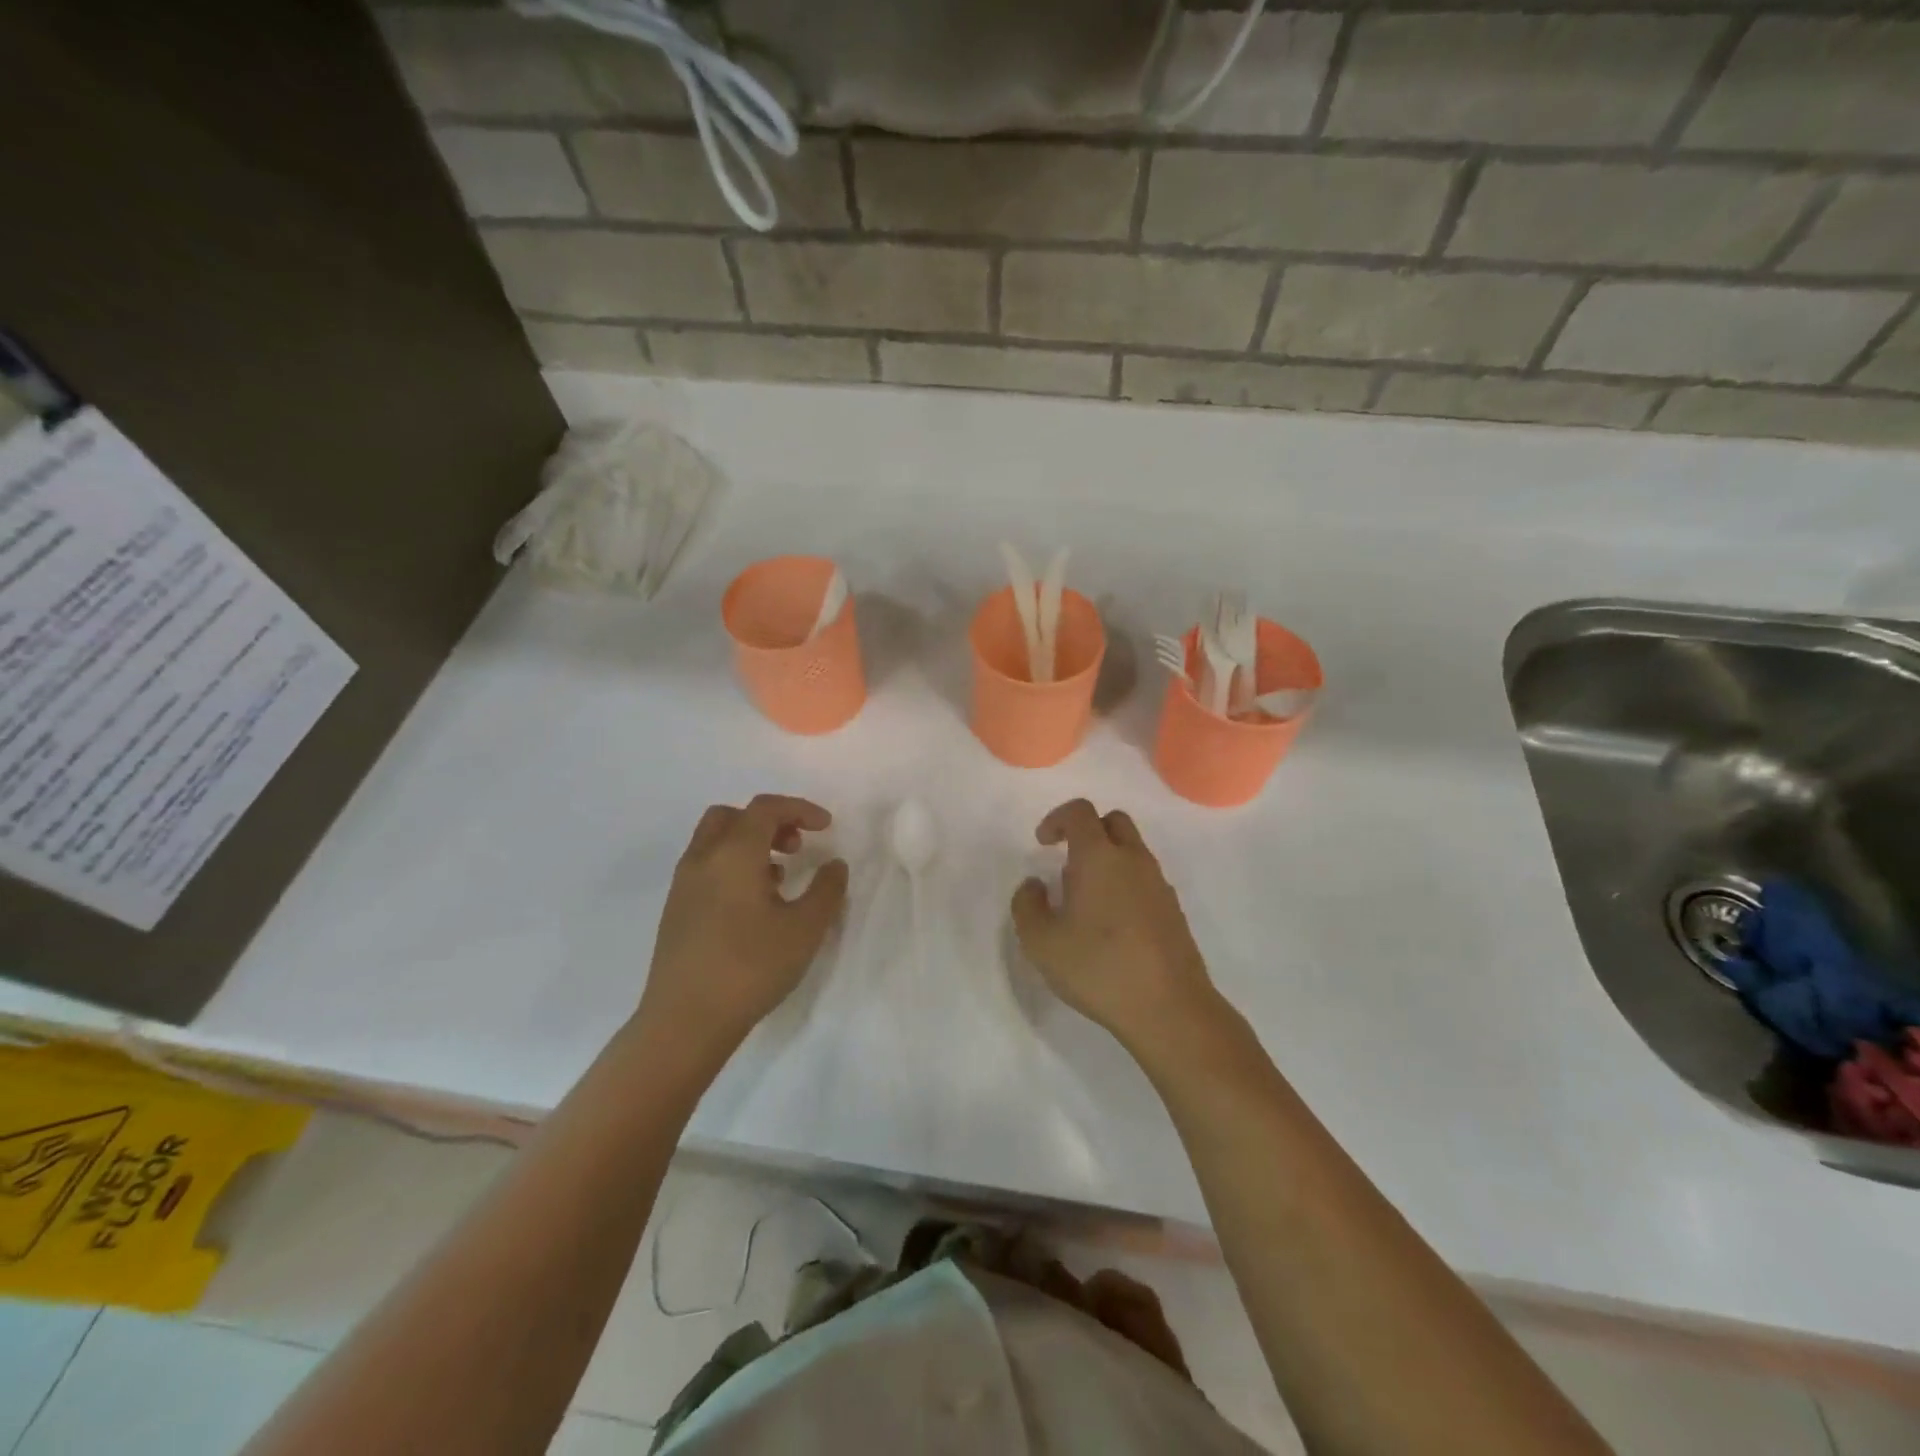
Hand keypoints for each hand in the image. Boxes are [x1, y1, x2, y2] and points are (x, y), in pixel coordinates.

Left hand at [637, 795, 849, 1056]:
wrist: (684, 1021)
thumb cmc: (750, 967)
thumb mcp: (804, 929)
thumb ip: (826, 890)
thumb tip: (834, 864)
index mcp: (733, 854)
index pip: (765, 808)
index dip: (800, 808)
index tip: (827, 827)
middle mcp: (702, 859)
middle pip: (732, 816)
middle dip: (769, 821)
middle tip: (796, 847)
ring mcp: (683, 886)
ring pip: (715, 842)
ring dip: (750, 844)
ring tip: (780, 878)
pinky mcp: (676, 912)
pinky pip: (706, 868)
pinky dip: (733, 867)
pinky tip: (754, 905)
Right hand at [1011, 800, 1221, 1057]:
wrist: (1169, 1008)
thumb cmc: (1098, 968)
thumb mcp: (1041, 942)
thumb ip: (1027, 905)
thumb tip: (1034, 885)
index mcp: (1100, 857)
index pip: (1080, 812)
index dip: (1057, 819)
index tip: (1043, 843)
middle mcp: (1133, 860)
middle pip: (1113, 822)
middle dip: (1087, 832)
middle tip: (1067, 863)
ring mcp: (1159, 884)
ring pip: (1132, 851)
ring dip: (1107, 860)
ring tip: (1086, 901)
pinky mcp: (1173, 910)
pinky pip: (1145, 879)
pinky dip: (1125, 884)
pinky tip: (1112, 924)